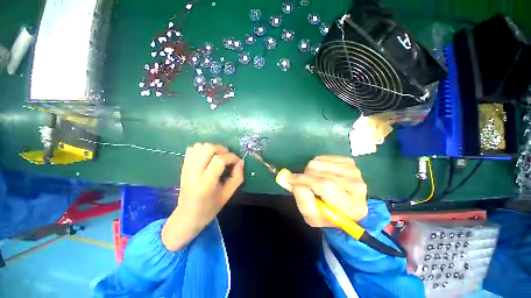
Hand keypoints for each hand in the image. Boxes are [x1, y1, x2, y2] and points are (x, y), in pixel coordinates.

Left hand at [162, 143, 243, 250]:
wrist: (187, 216)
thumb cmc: (210, 208)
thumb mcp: (228, 195)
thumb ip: (237, 177)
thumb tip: (240, 162)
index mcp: (205, 184)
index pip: (219, 160)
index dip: (231, 157)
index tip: (238, 162)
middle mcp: (194, 173)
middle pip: (208, 148)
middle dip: (222, 150)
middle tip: (227, 158)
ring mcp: (186, 168)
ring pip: (199, 146)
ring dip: (212, 148)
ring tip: (218, 157)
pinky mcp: (183, 166)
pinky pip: (192, 149)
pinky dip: (202, 149)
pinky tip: (207, 158)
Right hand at [288, 156, 367, 227]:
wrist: (346, 206)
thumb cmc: (329, 214)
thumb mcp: (313, 217)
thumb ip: (303, 202)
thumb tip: (294, 181)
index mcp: (351, 206)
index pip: (325, 186)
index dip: (305, 180)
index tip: (290, 179)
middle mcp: (356, 186)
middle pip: (319, 172)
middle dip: (306, 177)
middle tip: (307, 185)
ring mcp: (353, 170)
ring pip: (318, 163)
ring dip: (311, 171)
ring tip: (315, 180)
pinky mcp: (348, 161)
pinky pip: (322, 158)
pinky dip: (317, 165)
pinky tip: (322, 174)